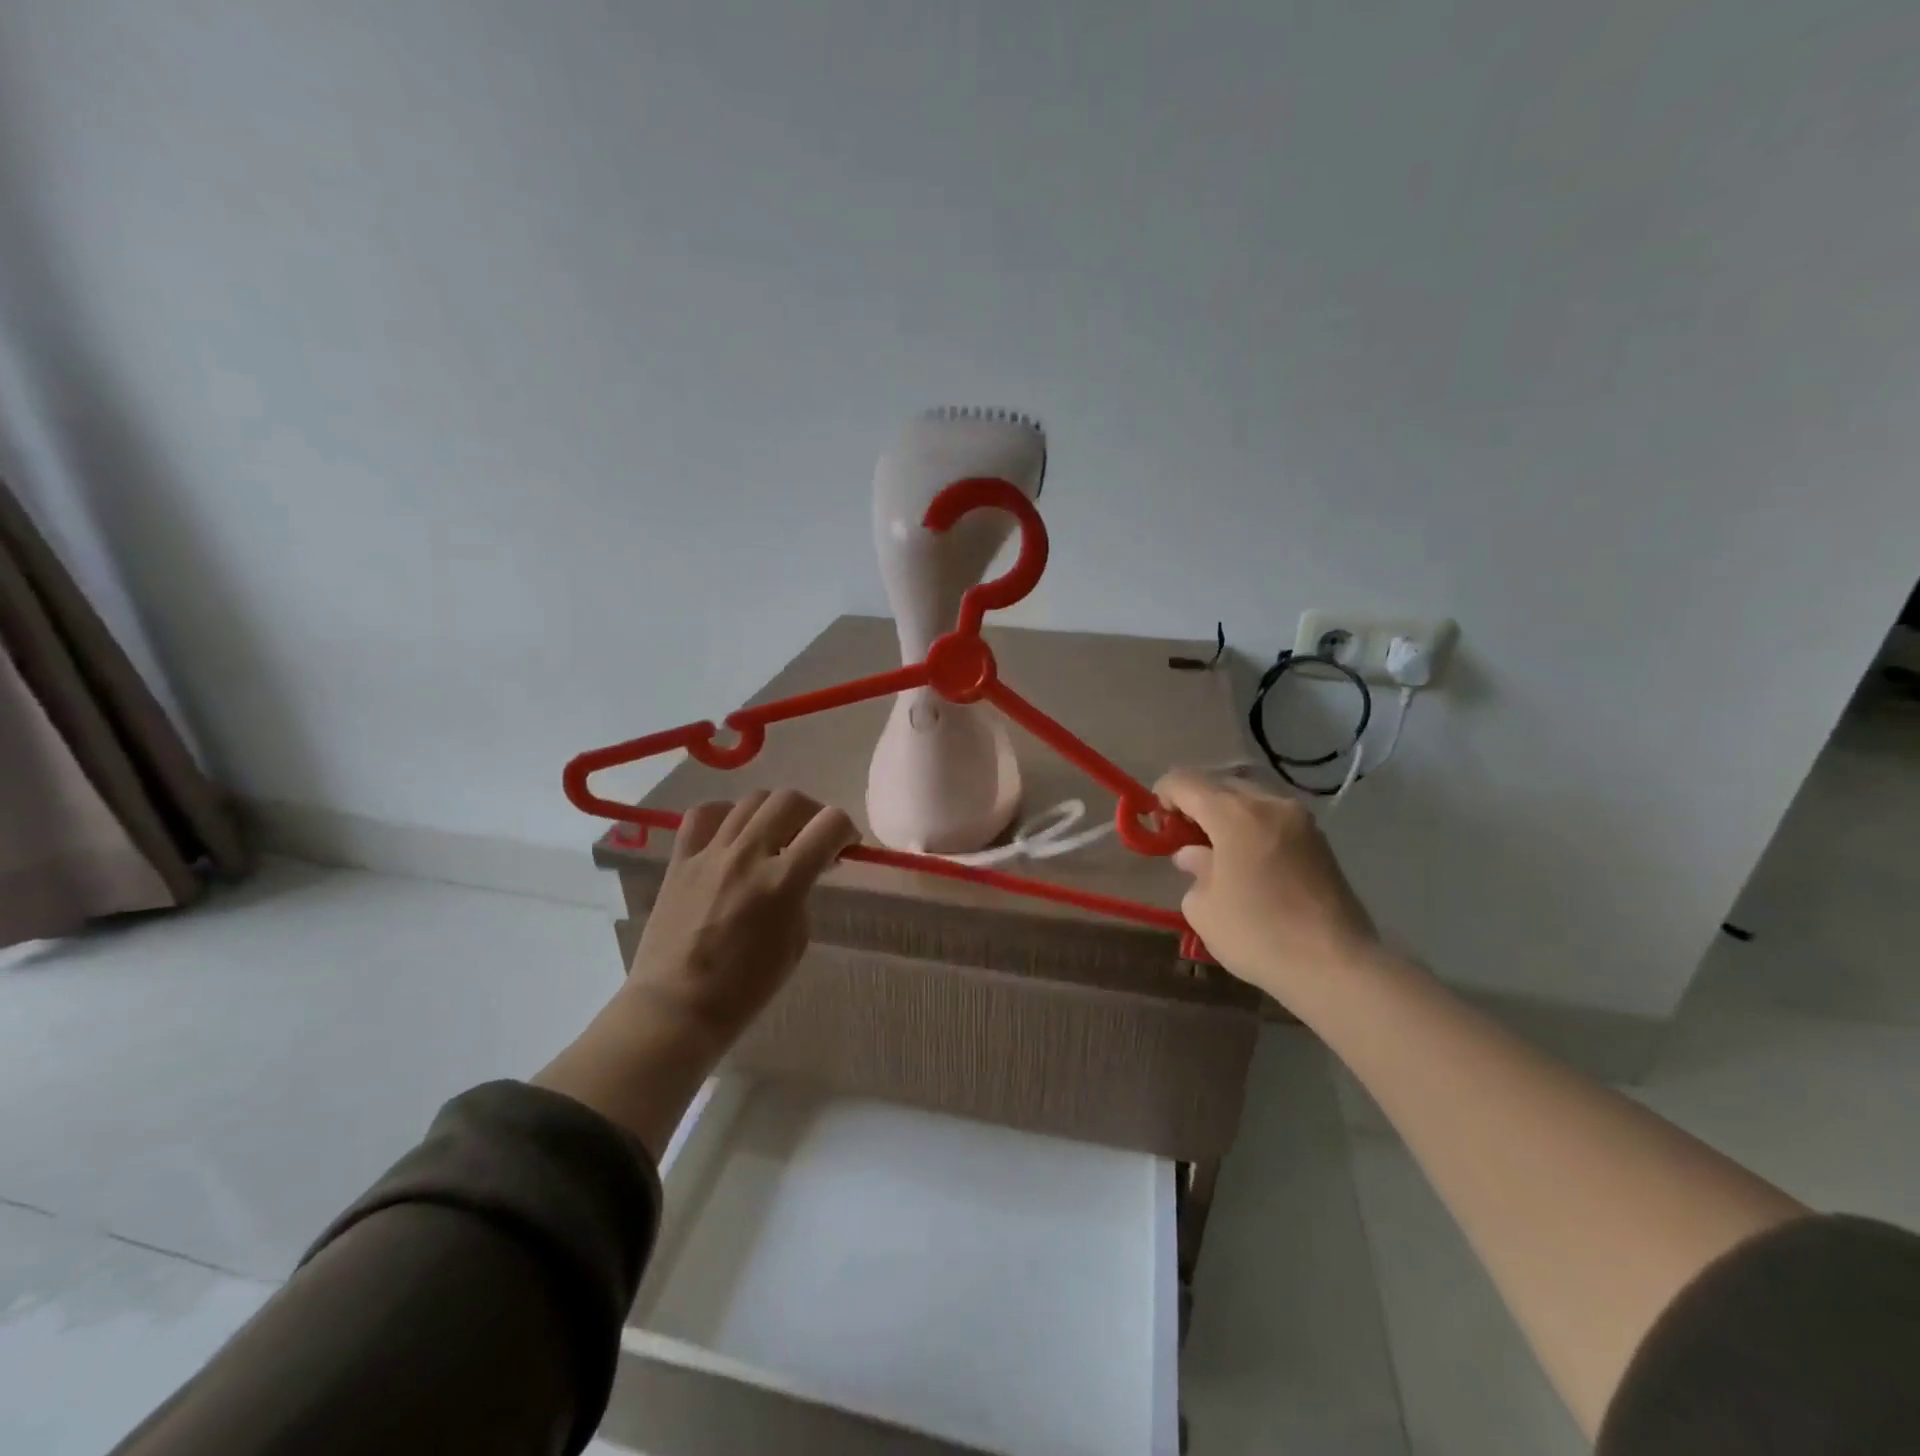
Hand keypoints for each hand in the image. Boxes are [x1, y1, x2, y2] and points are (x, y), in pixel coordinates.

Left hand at [626, 789, 858, 1048]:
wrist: (676, 1008)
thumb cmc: (745, 988)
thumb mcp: (795, 942)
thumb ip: (802, 896)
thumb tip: (801, 871)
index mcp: (783, 882)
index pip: (829, 824)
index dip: (846, 830)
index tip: (845, 846)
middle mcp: (747, 856)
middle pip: (790, 800)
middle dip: (813, 813)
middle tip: (813, 837)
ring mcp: (710, 854)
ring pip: (751, 800)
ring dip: (774, 812)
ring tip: (775, 834)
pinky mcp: (680, 860)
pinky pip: (704, 815)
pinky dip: (725, 814)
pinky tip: (732, 832)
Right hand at [1155, 769, 1379, 1002]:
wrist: (1337, 966)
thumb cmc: (1258, 934)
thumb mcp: (1204, 907)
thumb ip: (1194, 870)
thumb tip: (1195, 855)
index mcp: (1234, 814)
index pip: (1186, 782)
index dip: (1163, 794)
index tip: (1156, 820)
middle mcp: (1270, 804)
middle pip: (1221, 785)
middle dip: (1196, 802)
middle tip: (1182, 835)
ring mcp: (1301, 821)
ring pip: (1252, 799)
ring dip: (1227, 813)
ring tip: (1216, 848)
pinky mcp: (1321, 842)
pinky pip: (1274, 818)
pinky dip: (1253, 827)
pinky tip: (1247, 860)